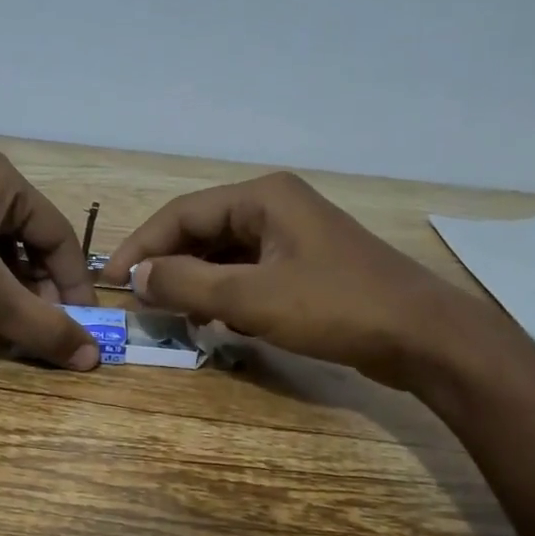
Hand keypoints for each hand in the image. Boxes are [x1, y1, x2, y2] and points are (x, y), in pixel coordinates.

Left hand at [0, 151, 101, 368]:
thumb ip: (42, 326)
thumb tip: (93, 359)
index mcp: (5, 182)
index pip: (60, 238)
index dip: (74, 286)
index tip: (80, 327)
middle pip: (29, 245)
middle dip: (36, 293)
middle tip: (39, 331)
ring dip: (6, 294)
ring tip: (5, 329)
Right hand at [102, 172, 493, 387]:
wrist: (423, 337)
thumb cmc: (335, 308)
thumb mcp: (251, 298)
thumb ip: (186, 284)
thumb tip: (136, 276)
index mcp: (262, 197)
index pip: (182, 214)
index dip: (142, 247)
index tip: (111, 282)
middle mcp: (275, 207)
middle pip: (202, 232)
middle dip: (168, 267)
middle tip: (139, 303)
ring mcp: (294, 238)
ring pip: (224, 256)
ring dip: (195, 283)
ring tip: (171, 316)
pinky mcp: (306, 268)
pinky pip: (249, 274)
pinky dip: (225, 295)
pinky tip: (215, 321)